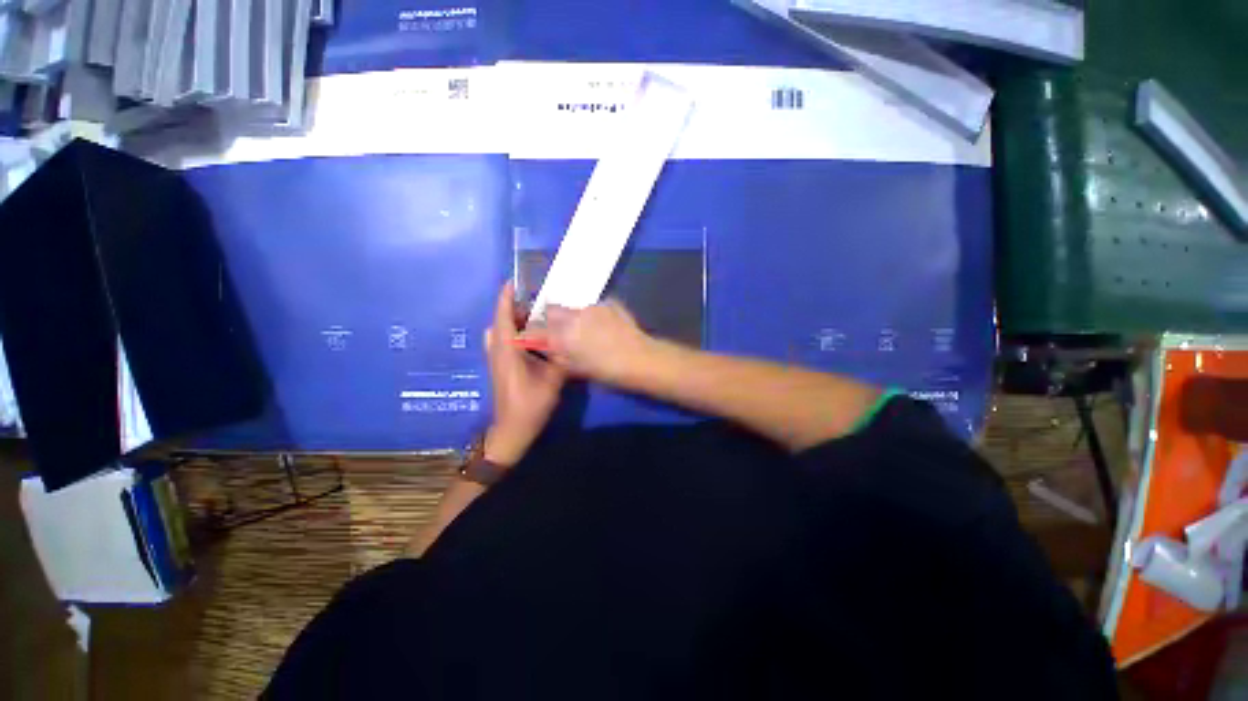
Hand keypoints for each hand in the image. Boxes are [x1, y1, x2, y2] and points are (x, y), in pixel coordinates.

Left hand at [483, 282, 565, 466]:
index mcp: (507, 349)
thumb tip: (571, 339)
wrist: (513, 429)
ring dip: (514, 321)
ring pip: (501, 331)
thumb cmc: (531, 404)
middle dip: (514, 307)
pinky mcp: (500, 366)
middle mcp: (497, 350)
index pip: (502, 316)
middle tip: (536, 300)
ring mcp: (497, 359)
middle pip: (501, 321)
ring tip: (535, 317)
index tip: (515, 281)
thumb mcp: (552, 380)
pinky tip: (532, 339)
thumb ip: (561, 357)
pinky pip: (504, 341)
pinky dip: (514, 333)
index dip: (506, 297)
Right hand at [542, 300, 653, 384]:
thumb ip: (556, 355)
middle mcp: (574, 314)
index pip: (537, 326)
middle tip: (563, 332)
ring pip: (575, 308)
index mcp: (563, 332)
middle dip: (553, 318)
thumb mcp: (576, 368)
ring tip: (589, 331)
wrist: (641, 359)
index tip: (537, 336)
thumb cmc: (606, 370)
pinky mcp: (610, 303)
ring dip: (576, 317)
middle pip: (554, 309)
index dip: (534, 330)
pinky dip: (595, 315)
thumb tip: (545, 347)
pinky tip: (606, 327)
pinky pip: (595, 307)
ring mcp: (594, 306)